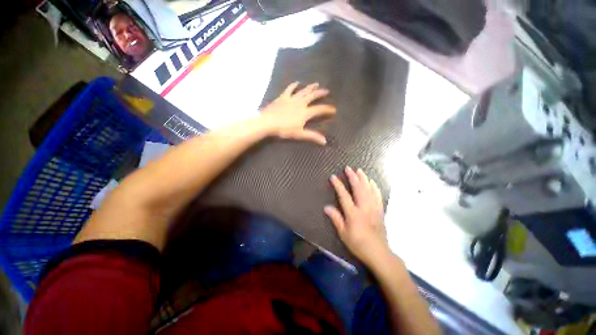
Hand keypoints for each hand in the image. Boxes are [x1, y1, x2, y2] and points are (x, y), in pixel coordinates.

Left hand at [260, 82, 335, 144]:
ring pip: (304, 91)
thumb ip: (312, 136)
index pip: (319, 109)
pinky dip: (294, 85)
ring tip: (316, 83)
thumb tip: (325, 141)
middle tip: (327, 90)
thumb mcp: (299, 134)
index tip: (334, 109)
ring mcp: (292, 98)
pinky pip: (290, 89)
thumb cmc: (284, 130)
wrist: (268, 122)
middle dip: (320, 93)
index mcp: (305, 112)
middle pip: (313, 96)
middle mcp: (301, 103)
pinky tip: (297, 82)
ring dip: (310, 87)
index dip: (327, 109)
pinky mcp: (283, 97)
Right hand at [325, 167, 391, 266]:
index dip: (338, 185)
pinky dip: (374, 186)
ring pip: (369, 189)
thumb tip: (326, 207)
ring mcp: (374, 208)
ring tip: (359, 170)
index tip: (333, 177)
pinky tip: (372, 181)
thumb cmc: (358, 243)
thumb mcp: (343, 233)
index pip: (344, 195)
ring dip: (364, 178)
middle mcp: (364, 208)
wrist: (378, 252)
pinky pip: (378, 195)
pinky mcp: (380, 210)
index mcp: (353, 214)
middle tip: (348, 168)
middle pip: (358, 188)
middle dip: (353, 177)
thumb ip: (336, 218)